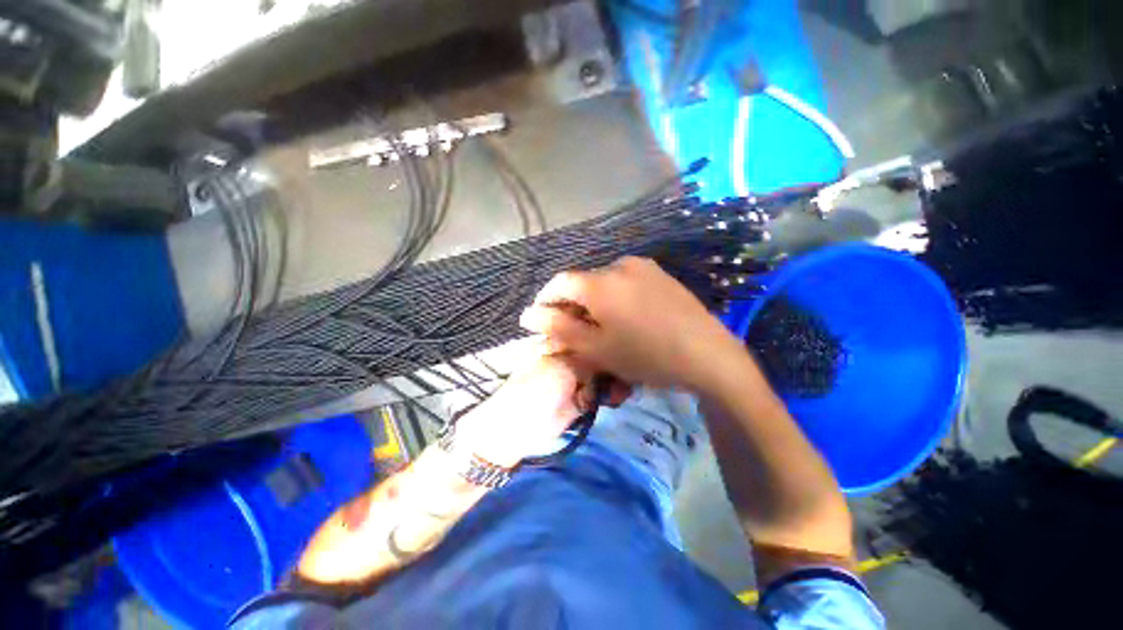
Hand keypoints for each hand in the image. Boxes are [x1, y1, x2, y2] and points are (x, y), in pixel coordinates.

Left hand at [453, 341, 626, 467]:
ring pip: (606, 370)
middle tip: (628, 369)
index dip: (607, 331)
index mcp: (561, 340)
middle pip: (602, 349)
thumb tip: (612, 350)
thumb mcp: (562, 367)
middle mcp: (572, 354)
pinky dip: (613, 393)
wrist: (519, 428)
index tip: (624, 337)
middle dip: (616, 359)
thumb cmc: (535, 390)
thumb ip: (588, 357)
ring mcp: (579, 375)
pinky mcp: (584, 396)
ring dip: (617, 379)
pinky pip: (604, 390)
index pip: (588, 328)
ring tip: (621, 390)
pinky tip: (616, 398)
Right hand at [519, 257, 742, 391]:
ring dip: (596, 303)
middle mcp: (618, 265)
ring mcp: (643, 267)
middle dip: (573, 307)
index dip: (546, 301)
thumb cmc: (645, 355)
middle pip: (583, 284)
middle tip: (576, 333)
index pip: (558, 283)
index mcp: (599, 282)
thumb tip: (528, 315)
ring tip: (603, 328)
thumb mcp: (596, 348)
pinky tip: (627, 318)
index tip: (543, 322)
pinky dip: (617, 298)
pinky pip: (627, 283)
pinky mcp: (660, 275)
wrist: (708, 354)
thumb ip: (559, 328)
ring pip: (605, 283)